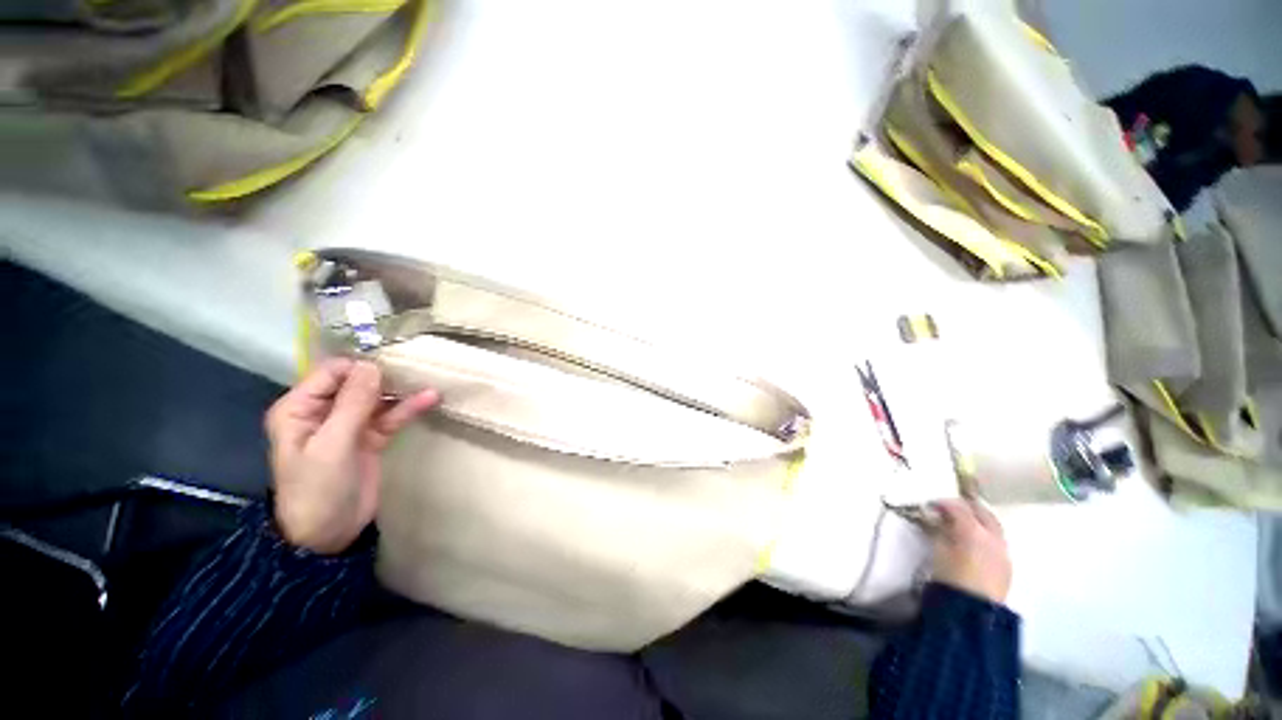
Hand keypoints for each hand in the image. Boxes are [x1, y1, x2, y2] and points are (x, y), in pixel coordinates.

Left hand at [265, 359, 438, 553]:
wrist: (327, 541)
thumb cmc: (317, 491)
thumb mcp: (331, 447)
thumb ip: (352, 405)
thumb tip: (373, 365)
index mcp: (298, 406)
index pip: (330, 372)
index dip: (357, 367)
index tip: (387, 366)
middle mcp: (320, 411)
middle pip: (353, 382)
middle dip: (380, 375)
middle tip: (411, 368)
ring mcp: (344, 427)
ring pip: (372, 400)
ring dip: (396, 392)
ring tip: (424, 379)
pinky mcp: (364, 444)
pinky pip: (384, 421)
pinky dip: (403, 411)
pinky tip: (427, 399)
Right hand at [928, 498, 1011, 602]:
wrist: (969, 620)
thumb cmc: (948, 590)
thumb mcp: (937, 561)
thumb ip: (939, 538)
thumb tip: (939, 525)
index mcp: (973, 532)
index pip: (958, 508)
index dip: (944, 505)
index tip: (931, 506)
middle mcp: (993, 536)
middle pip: (982, 512)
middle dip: (967, 508)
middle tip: (952, 511)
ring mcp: (1004, 551)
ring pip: (994, 527)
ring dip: (981, 523)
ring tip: (968, 528)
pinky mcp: (1008, 567)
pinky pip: (999, 545)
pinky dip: (988, 540)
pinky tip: (980, 549)